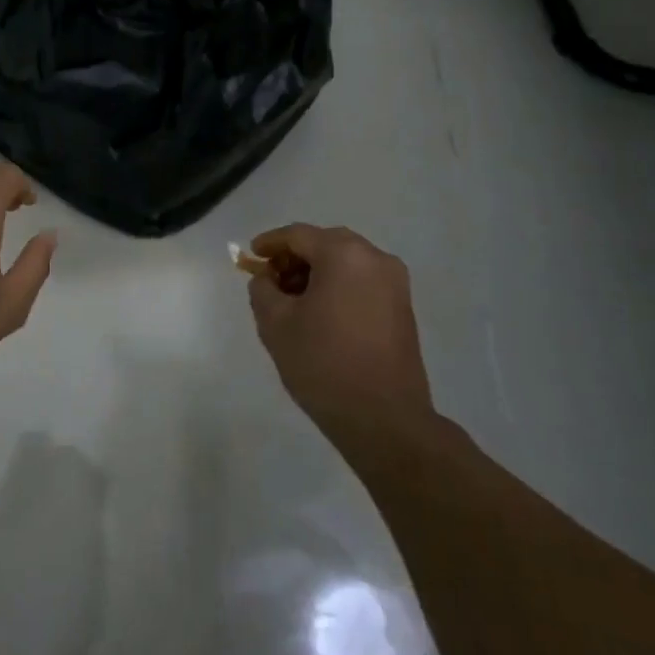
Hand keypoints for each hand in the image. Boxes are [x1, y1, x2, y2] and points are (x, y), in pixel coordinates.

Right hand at [247, 224, 432, 452]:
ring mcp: (395, 283)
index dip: (270, 243)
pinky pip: (362, 281)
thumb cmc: (323, 363)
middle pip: (325, 243)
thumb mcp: (275, 324)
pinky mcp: (403, 307)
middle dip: (295, 257)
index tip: (251, 256)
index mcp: (344, 255)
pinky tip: (320, 313)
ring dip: (317, 272)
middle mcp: (375, 259)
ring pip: (346, 262)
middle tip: (271, 280)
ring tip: (293, 300)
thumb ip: (263, 289)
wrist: (384, 419)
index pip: (298, 235)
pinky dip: (338, 286)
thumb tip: (268, 279)